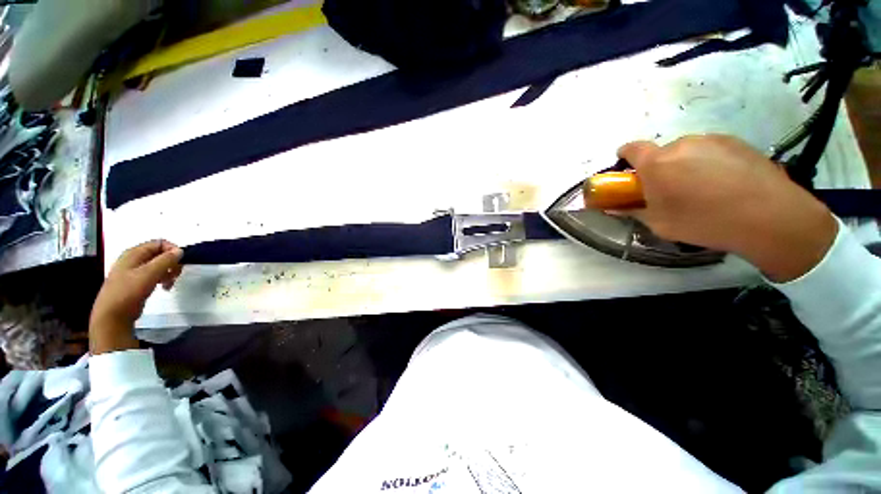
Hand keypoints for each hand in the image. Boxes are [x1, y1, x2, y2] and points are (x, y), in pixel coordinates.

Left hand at [89, 240, 182, 353]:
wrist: (112, 315)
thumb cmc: (129, 291)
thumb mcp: (149, 274)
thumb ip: (165, 260)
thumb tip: (180, 250)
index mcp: (134, 253)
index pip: (159, 243)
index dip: (172, 250)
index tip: (181, 262)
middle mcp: (134, 259)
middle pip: (160, 254)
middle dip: (172, 263)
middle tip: (176, 275)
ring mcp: (134, 271)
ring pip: (159, 265)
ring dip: (169, 272)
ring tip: (170, 283)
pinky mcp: (137, 282)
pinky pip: (154, 275)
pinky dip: (162, 279)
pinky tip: (164, 287)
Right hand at [617, 135, 836, 281]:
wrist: (770, 217)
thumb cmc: (704, 222)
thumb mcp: (659, 224)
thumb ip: (633, 211)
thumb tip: (614, 208)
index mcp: (657, 163)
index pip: (631, 149)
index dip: (625, 156)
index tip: (627, 169)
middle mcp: (682, 144)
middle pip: (661, 152)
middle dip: (659, 168)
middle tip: (670, 190)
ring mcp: (712, 140)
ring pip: (688, 151)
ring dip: (685, 165)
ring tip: (703, 189)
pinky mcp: (737, 142)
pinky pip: (711, 150)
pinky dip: (709, 163)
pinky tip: (725, 184)